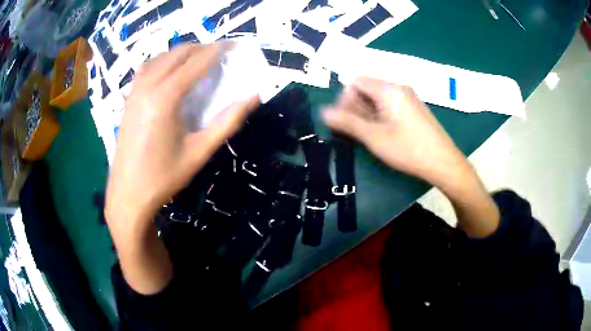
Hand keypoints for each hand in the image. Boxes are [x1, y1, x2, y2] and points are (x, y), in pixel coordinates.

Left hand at [105, 44, 258, 238]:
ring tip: (197, 59)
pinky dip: (162, 61)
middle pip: (178, 53)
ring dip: (181, 52)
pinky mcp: (128, 99)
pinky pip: (147, 68)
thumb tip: (253, 96)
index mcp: (166, 98)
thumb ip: (228, 121)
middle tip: (219, 53)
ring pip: (160, 57)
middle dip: (201, 48)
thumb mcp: (200, 151)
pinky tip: (170, 71)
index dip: (217, 51)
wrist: (128, 194)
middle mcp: (148, 87)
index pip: (196, 62)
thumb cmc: (164, 176)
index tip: (233, 45)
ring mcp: (134, 91)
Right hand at [322, 76, 468, 188]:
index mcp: (388, 89)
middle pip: (367, 87)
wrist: (443, 162)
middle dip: (356, 106)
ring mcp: (408, 97)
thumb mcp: (374, 137)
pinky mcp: (414, 108)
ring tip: (369, 135)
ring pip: (378, 98)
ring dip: (367, 113)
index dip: (344, 98)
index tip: (345, 120)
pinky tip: (384, 133)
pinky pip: (390, 104)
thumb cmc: (408, 149)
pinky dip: (380, 115)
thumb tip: (323, 111)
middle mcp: (398, 87)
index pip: (355, 80)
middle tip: (356, 131)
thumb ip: (347, 122)